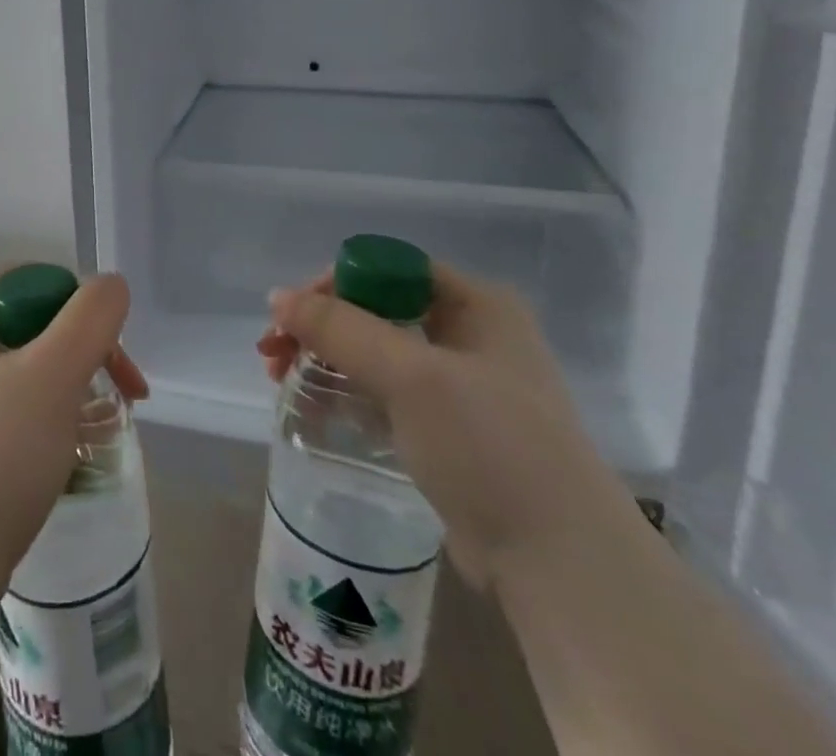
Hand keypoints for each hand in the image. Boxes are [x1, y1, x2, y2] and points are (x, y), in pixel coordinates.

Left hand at [0, 270, 146, 606]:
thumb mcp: (53, 376)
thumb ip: (91, 318)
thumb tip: (110, 285)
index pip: (27, 282)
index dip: (77, 310)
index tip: (111, 361)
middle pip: (26, 328)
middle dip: (78, 358)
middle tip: (120, 401)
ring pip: (19, 374)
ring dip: (64, 394)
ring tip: (92, 436)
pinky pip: (2, 412)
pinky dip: (38, 425)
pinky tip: (58, 462)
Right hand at [258, 263, 632, 589]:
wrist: (562, 566)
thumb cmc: (491, 446)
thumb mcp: (411, 376)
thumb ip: (340, 329)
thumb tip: (277, 297)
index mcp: (477, 304)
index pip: (388, 269)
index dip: (333, 284)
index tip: (291, 315)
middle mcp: (471, 334)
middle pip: (375, 309)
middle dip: (319, 327)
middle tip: (273, 352)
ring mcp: (461, 384)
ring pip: (375, 352)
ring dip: (325, 359)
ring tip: (280, 381)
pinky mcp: (449, 430)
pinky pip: (384, 393)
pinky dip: (346, 394)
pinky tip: (313, 411)